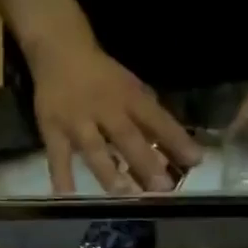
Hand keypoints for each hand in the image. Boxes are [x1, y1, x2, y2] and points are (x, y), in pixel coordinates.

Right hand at [28, 38, 202, 194]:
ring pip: (94, 150)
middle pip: (127, 137)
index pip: (157, 119)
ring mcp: (76, 121)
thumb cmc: (103, 77)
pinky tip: (67, 198)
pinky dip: (62, 178)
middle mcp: (104, 109)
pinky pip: (57, 158)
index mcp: (128, 97)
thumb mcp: (131, 89)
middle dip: (145, 162)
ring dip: (110, 172)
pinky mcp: (51, 131)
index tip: (195, 160)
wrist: (58, 48)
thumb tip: (176, 153)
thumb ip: (150, 119)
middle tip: (162, 188)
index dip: (176, 139)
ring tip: (124, 194)